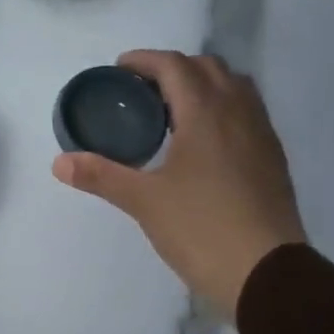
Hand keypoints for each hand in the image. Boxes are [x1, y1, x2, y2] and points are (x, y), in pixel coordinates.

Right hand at [53, 50, 304, 317]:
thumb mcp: (144, 201)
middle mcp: (238, 112)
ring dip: (203, 85)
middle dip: (174, 68)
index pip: (174, 65)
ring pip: (234, 87)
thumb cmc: (201, 228)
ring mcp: (262, 134)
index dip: (144, 60)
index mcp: (205, 113)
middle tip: (143, 92)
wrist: (266, 272)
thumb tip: (59, 163)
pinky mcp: (273, 158)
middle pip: (207, 67)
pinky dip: (222, 109)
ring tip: (173, 112)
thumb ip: (101, 176)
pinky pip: (247, 113)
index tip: (119, 70)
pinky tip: (204, 143)